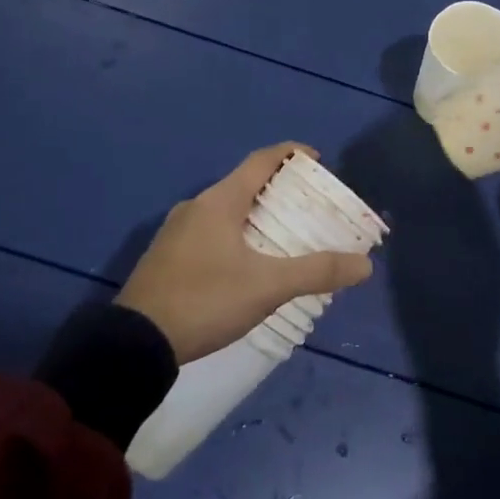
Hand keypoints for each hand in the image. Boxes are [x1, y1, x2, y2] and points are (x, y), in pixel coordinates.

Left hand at [116, 143, 373, 363]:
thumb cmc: (204, 301)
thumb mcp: (267, 287)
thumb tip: (365, 264)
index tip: (316, 159)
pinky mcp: (166, 259)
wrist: (134, 345)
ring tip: (285, 236)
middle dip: (279, 190)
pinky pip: (210, 233)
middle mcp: (196, 207)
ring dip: (256, 216)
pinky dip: (236, 236)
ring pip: (226, 211)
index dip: (291, 153)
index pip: (261, 161)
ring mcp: (176, 233)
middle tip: (309, 206)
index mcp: (219, 202)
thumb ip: (316, 272)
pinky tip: (247, 265)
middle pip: (244, 185)